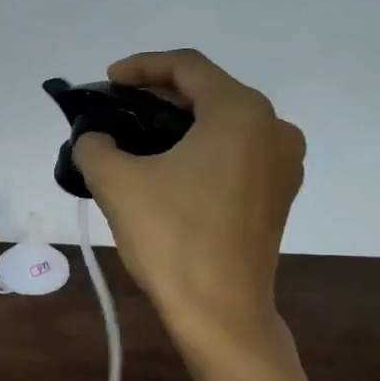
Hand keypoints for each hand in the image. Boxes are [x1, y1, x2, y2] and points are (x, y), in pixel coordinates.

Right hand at [74, 48, 305, 350]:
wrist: (221, 314)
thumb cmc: (173, 240)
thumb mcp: (118, 184)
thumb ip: (95, 146)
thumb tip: (95, 138)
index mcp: (241, 112)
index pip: (187, 67)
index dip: (141, 66)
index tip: (107, 81)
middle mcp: (274, 127)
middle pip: (209, 93)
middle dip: (159, 96)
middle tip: (118, 108)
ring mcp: (284, 163)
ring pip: (224, 125)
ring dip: (181, 124)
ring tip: (139, 138)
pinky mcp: (279, 195)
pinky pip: (237, 154)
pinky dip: (202, 151)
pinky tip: (171, 170)